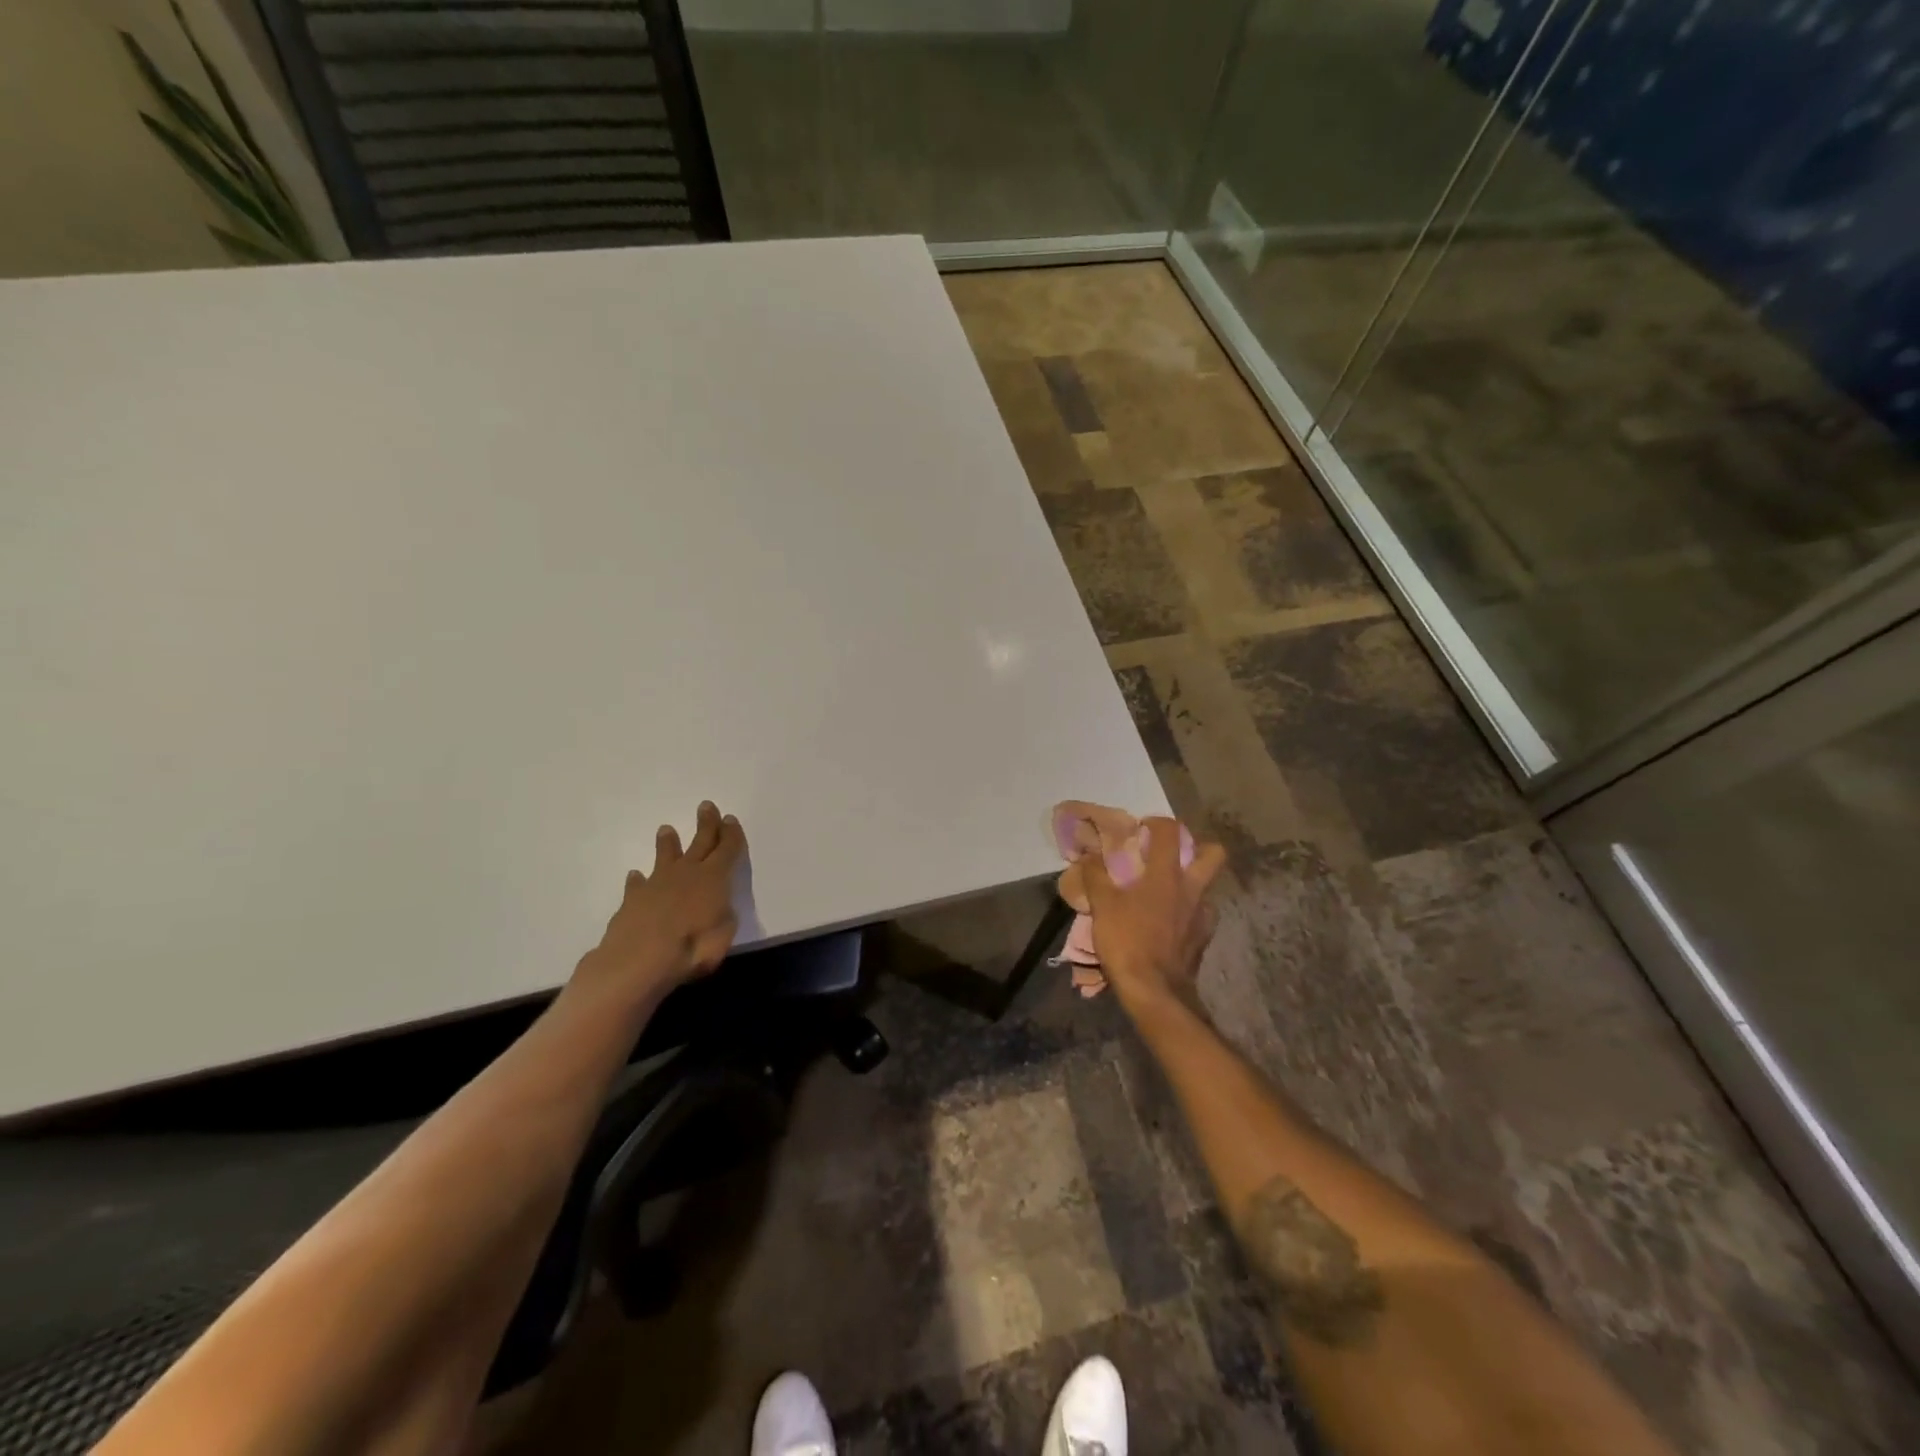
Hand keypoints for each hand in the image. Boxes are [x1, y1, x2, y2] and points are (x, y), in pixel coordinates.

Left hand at [576, 801, 746, 1001]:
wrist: (639, 959)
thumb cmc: (692, 948)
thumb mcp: (724, 934)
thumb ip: (723, 915)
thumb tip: (717, 907)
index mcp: (714, 878)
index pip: (727, 849)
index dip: (731, 834)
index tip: (730, 819)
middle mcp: (687, 873)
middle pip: (700, 843)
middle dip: (706, 824)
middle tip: (706, 806)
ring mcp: (657, 884)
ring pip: (666, 857)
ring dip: (668, 844)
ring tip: (666, 829)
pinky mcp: (633, 900)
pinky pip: (637, 885)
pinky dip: (639, 880)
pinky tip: (636, 877)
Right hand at [1078, 816, 1226, 1013]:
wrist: (1155, 991)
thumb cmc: (1127, 941)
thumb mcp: (1102, 905)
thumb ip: (1096, 875)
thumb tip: (1089, 855)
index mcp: (1167, 875)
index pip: (1171, 831)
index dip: (1157, 823)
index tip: (1142, 830)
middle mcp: (1192, 889)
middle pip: (1214, 853)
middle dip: (1197, 847)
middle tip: (1170, 856)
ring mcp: (1203, 916)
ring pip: (1207, 887)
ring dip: (1190, 884)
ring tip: (1166, 894)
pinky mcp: (1204, 939)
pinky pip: (1201, 916)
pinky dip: (1187, 914)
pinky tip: (1169, 924)